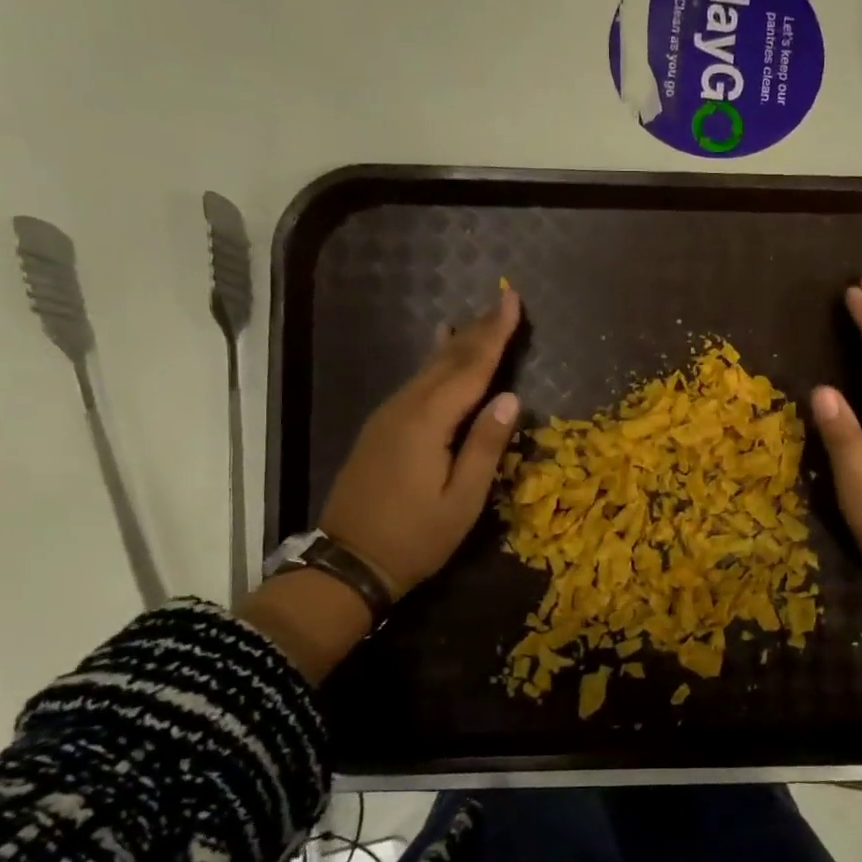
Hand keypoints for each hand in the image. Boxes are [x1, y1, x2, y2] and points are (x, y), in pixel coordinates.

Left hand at [318, 285, 522, 596]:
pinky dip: (436, 363)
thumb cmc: (415, 538)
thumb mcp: (463, 500)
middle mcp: (405, 408)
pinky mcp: (380, 428)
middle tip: (503, 300)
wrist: (348, 562)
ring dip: (458, 343)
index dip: (495, 333)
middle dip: (478, 329)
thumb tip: (510, 398)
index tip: (513, 299)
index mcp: (428, 422)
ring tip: (479, 319)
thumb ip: (486, 446)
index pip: (471, 367)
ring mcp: (387, 416)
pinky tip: (439, 353)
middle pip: (448, 359)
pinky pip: (415, 383)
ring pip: (428, 368)